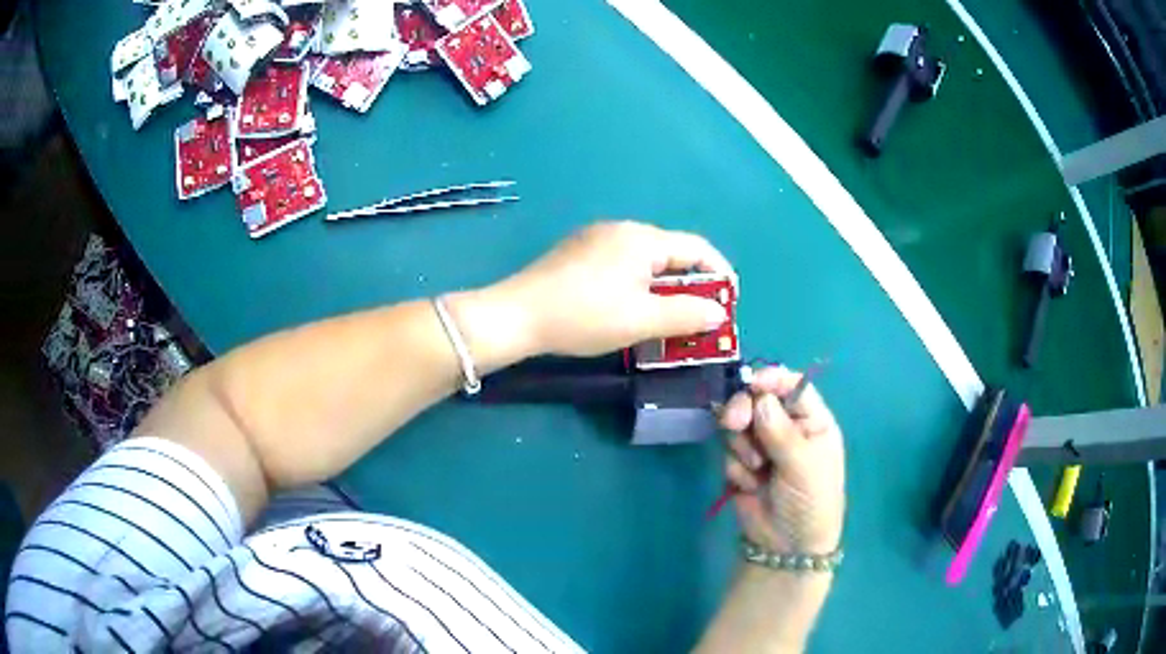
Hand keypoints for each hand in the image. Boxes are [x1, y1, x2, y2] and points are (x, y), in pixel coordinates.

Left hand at [494, 221, 733, 356]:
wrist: (516, 316)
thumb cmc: (584, 315)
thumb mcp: (642, 319)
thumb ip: (686, 314)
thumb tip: (718, 313)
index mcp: (642, 238)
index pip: (696, 248)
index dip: (720, 274)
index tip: (730, 304)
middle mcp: (622, 230)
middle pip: (671, 254)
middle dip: (692, 287)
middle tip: (701, 320)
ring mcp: (596, 240)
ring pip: (646, 263)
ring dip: (665, 291)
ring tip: (672, 322)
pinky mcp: (578, 255)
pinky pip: (623, 268)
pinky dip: (640, 288)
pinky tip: (634, 312)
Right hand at [721, 367, 844, 554]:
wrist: (787, 546)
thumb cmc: (810, 500)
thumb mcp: (803, 464)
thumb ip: (780, 430)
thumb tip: (759, 396)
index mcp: (812, 420)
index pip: (792, 385)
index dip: (771, 379)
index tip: (751, 383)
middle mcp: (786, 427)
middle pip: (757, 400)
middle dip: (744, 410)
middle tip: (734, 423)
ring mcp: (762, 445)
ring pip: (739, 425)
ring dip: (743, 447)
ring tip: (758, 470)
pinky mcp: (741, 464)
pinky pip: (728, 451)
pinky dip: (736, 467)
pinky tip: (749, 485)